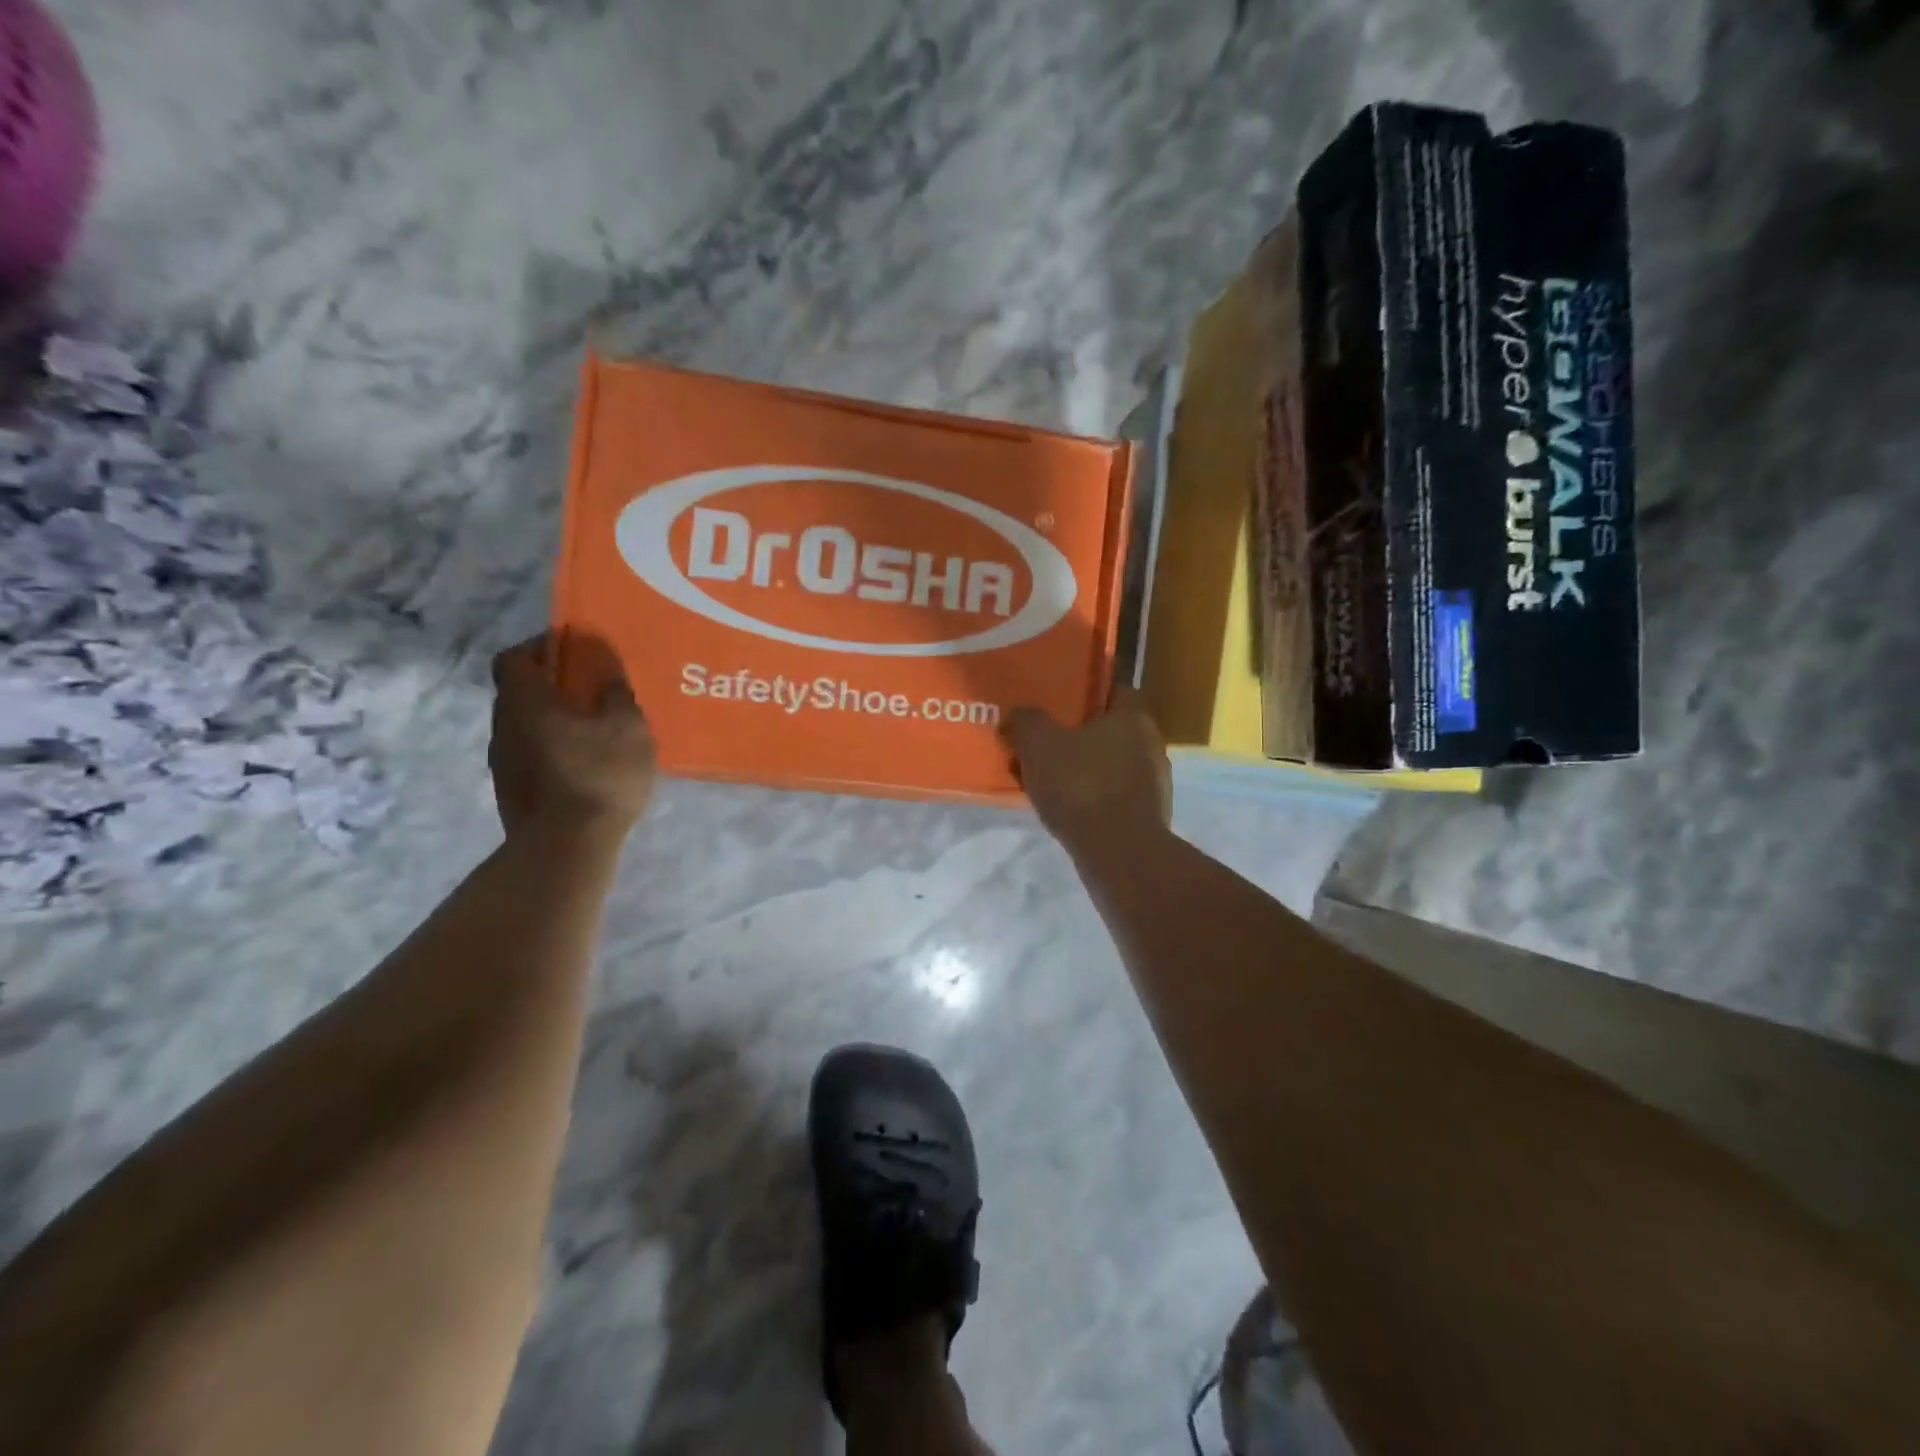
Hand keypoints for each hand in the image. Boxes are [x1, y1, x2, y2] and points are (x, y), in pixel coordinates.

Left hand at [488, 635, 656, 846]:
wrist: (567, 847)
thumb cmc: (599, 775)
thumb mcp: (626, 727)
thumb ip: (614, 691)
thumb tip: (604, 665)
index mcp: (525, 701)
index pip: (515, 656)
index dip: (542, 647)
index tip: (574, 651)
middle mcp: (503, 725)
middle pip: (520, 690)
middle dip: (553, 684)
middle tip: (592, 691)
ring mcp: (502, 761)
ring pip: (525, 724)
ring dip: (553, 718)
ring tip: (594, 729)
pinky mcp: (511, 789)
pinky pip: (531, 752)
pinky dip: (553, 747)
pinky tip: (585, 762)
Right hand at [1005, 687, 1170, 850]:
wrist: (1119, 854)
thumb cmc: (1081, 785)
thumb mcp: (1038, 743)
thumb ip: (1026, 721)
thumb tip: (1019, 715)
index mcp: (1134, 716)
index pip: (1113, 690)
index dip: (1083, 695)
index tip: (1055, 706)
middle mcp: (1152, 744)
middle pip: (1109, 730)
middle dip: (1076, 736)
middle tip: (1043, 743)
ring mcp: (1154, 784)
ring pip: (1109, 765)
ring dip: (1080, 770)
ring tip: (1046, 780)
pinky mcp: (1147, 817)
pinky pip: (1111, 796)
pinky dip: (1089, 799)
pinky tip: (1064, 810)